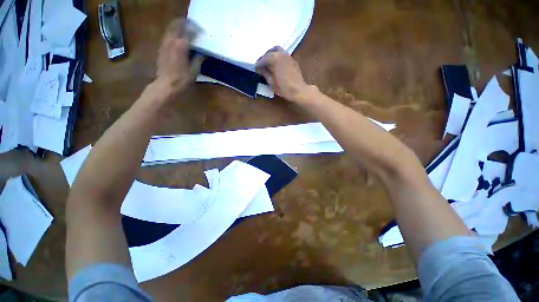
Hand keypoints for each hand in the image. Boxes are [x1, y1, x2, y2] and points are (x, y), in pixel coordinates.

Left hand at [154, 19, 203, 98]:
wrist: (165, 85)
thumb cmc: (182, 80)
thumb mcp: (194, 72)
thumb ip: (198, 60)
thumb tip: (202, 53)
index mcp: (181, 46)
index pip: (190, 31)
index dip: (196, 30)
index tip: (202, 32)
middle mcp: (172, 41)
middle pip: (177, 25)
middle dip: (186, 23)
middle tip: (193, 26)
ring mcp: (165, 43)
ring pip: (171, 28)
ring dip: (178, 26)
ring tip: (186, 30)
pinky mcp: (161, 48)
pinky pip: (167, 35)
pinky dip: (173, 33)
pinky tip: (178, 39)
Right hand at [255, 46, 310, 101]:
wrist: (299, 91)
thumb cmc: (284, 88)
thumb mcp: (272, 82)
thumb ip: (265, 73)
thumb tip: (259, 69)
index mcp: (275, 58)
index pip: (263, 59)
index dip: (258, 64)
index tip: (255, 68)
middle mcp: (282, 54)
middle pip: (270, 52)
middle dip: (264, 57)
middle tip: (261, 65)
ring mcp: (288, 56)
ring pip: (277, 51)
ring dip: (271, 56)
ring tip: (269, 64)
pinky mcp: (293, 60)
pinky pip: (283, 55)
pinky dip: (278, 58)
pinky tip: (277, 66)